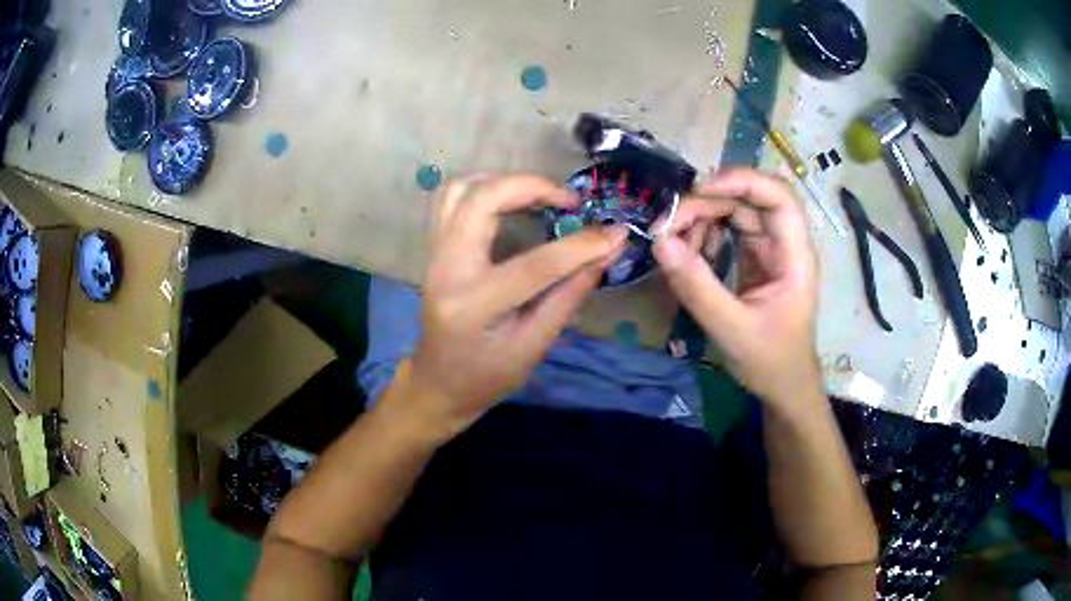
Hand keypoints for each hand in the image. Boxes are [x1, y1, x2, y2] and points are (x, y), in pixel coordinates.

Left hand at [402, 174, 626, 436]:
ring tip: (540, 195)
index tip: (617, 231)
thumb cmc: (487, 376)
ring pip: (461, 190)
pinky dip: (484, 188)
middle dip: (532, 187)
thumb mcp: (535, 346)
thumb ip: (570, 295)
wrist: (439, 383)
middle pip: (482, 201)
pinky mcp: (434, 248)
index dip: (582, 245)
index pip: (535, 265)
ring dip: (504, 181)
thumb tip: (607, 251)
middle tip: (568, 201)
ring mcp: (434, 255)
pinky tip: (511, 199)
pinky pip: (451, 199)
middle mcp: (447, 270)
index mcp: (475, 306)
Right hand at [652, 169, 821, 409]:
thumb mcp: (732, 328)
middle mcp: (784, 243)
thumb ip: (697, 287)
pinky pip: (728, 231)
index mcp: (795, 256)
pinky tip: (688, 252)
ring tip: (674, 241)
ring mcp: (769, 249)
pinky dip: (704, 234)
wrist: (783, 387)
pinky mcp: (754, 259)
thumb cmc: (770, 361)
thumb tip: (660, 242)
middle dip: (708, 202)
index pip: (779, 197)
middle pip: (749, 199)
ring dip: (702, 218)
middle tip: (668, 224)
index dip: (742, 181)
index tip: (698, 191)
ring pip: (735, 211)